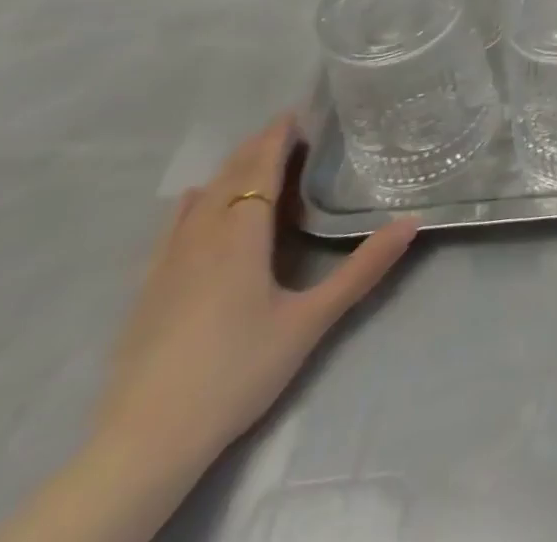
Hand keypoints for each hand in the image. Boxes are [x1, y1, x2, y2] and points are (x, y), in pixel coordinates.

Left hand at [93, 116, 421, 477]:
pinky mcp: (147, 290)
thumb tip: (412, 221)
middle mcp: (203, 236)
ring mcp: (168, 263)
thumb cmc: (237, 372)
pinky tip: (191, 201)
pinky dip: (191, 203)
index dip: (277, 137)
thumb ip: (362, 270)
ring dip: (228, 171)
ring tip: (252, 159)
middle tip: (286, 130)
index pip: (261, 168)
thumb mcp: (310, 322)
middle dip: (256, 147)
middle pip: (230, 176)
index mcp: (242, 234)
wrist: (144, 443)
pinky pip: (172, 227)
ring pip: (200, 198)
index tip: (297, 113)